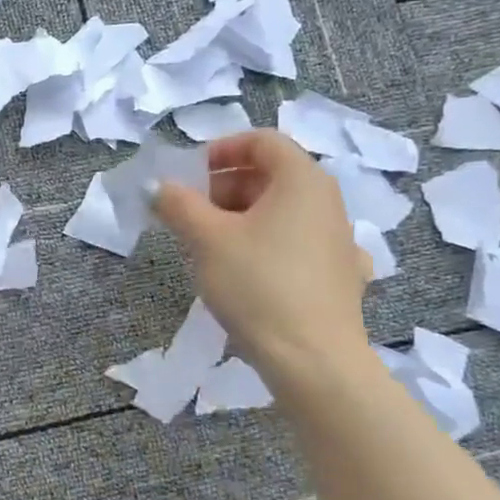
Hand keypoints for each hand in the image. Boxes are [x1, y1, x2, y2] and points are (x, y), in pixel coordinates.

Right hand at [153, 130, 373, 390]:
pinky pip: (298, 244)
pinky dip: (270, 245)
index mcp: (301, 180)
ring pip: (283, 211)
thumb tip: (159, 187)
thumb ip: (177, 204)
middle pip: (272, 175)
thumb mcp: (205, 239)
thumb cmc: (257, 284)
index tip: (189, 174)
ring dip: (242, 217)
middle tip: (190, 213)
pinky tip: (254, 271)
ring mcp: (339, 239)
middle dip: (225, 187)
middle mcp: (327, 201)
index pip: (263, 140)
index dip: (221, 148)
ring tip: (210, 246)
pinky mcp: (340, 275)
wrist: (312, 358)